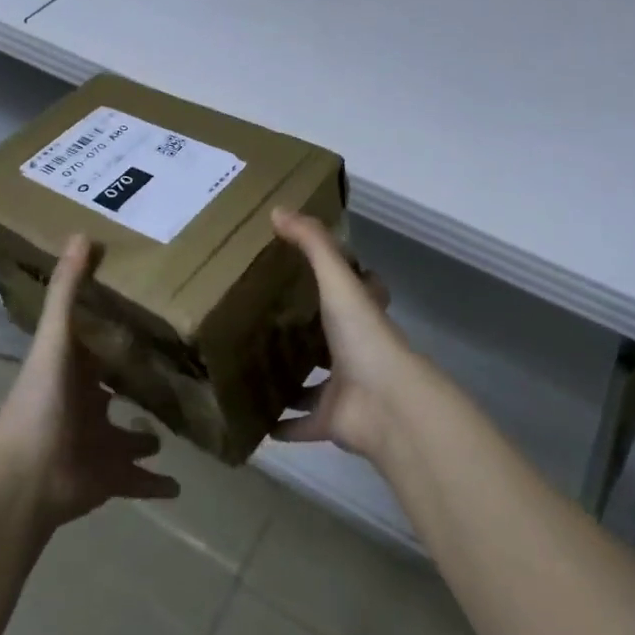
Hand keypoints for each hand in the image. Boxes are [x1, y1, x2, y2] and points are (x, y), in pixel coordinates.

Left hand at [0, 235, 180, 529]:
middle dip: (133, 386)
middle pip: (112, 394)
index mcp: (70, 373)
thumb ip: (67, 291)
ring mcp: (96, 446)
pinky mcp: (108, 480)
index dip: (111, 335)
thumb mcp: (56, 339)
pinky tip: (180, 487)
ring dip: (145, 437)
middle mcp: (84, 407)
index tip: (143, 317)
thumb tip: (82, 234)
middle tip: (170, 370)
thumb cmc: (40, 402)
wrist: (25, 478)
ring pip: (126, 440)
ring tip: (176, 426)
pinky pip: (137, 483)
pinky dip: (156, 485)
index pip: (94, 349)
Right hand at [270, 208, 421, 461]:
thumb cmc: (364, 336)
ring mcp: (343, 387)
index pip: (356, 290)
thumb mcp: (338, 280)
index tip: (305, 269)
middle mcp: (354, 349)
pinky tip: (252, 417)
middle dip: (303, 330)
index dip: (341, 279)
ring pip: (312, 381)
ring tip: (248, 363)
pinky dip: (280, 424)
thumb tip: (278, 210)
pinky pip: (300, 424)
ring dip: (289, 378)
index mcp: (360, 314)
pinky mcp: (329, 421)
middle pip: (328, 337)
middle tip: (262, 317)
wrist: (386, 404)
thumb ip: (312, 244)